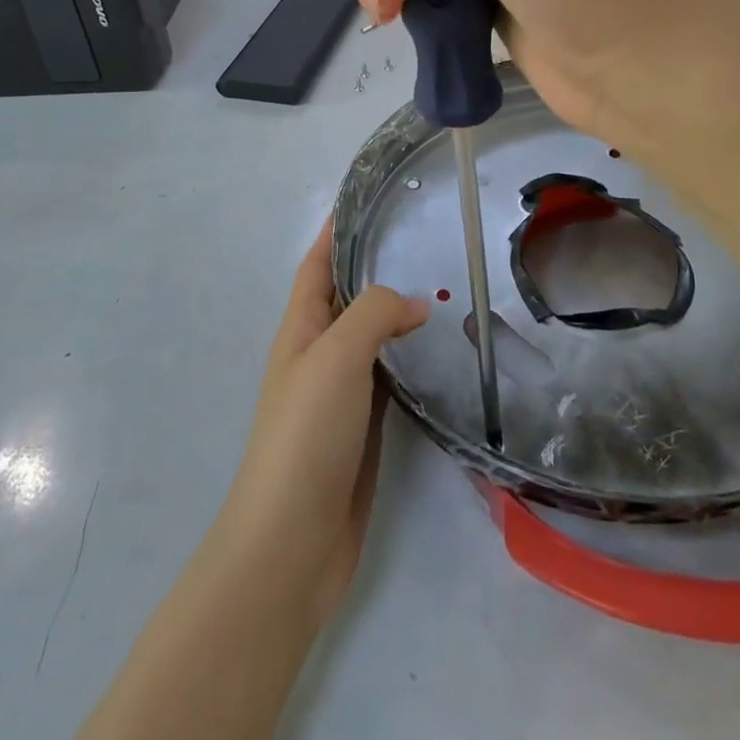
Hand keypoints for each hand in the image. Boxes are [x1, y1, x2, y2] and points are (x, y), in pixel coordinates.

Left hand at [214, 222, 428, 629]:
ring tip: (446, 284)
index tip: (368, 197)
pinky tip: (443, 349)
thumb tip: (416, 304)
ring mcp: (342, 392)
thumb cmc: (305, 435)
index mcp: (300, 328)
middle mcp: (319, 352)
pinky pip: (391, 375)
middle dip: (377, 264)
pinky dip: (412, 356)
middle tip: (427, 237)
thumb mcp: (336, 356)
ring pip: (373, 335)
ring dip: (400, 311)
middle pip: (348, 295)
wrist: (293, 542)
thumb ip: (374, 314)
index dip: (335, 229)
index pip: (317, 263)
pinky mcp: (365, 426)